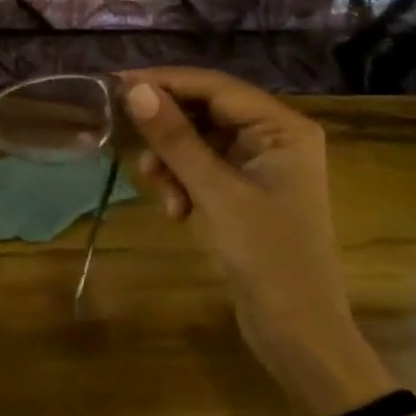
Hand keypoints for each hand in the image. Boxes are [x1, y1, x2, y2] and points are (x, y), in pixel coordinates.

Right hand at [121, 68, 389, 415]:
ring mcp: (260, 165)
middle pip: (206, 111)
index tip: (117, 84)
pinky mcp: (245, 190)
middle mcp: (274, 136)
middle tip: (126, 135)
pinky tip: (177, 211)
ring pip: (199, 141)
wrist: (299, 333)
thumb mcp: (216, 193)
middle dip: (169, 130)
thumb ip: (175, 139)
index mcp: (283, 127)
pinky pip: (203, 167)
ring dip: (173, 161)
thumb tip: (134, 91)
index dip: (166, 82)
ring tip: (159, 190)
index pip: (215, 87)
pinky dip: (183, 182)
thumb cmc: (268, 256)